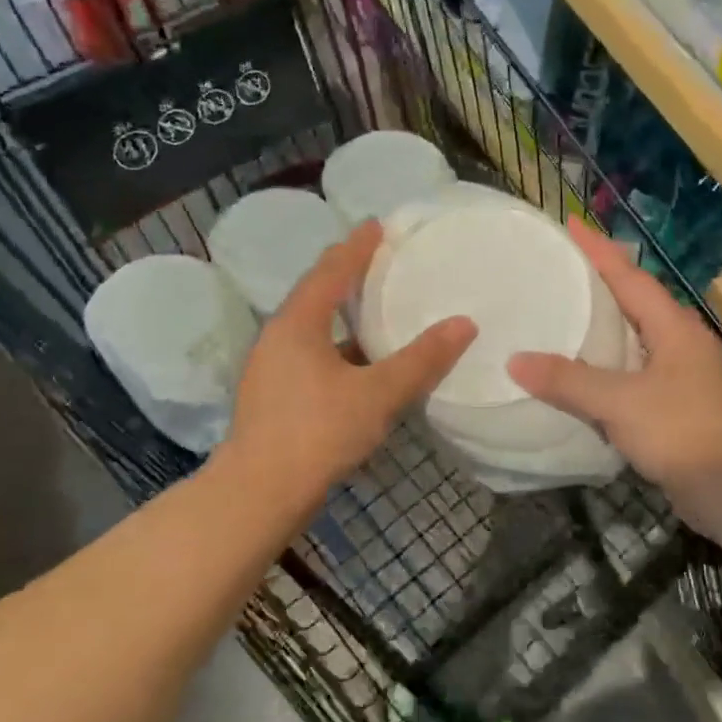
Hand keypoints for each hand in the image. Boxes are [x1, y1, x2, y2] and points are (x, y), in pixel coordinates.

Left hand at [227, 220, 475, 506]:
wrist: (257, 496)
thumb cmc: (316, 434)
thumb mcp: (377, 394)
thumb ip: (421, 360)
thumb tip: (464, 324)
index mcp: (298, 323)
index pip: (331, 270)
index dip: (357, 246)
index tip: (379, 225)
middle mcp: (279, 336)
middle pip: (318, 292)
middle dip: (348, 273)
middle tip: (382, 258)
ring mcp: (272, 367)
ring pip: (314, 325)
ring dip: (343, 311)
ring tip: (378, 304)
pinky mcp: (275, 394)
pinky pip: (312, 351)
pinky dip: (339, 344)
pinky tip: (364, 360)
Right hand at [508, 219, 721, 534]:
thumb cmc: (680, 430)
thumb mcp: (619, 403)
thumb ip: (568, 381)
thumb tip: (516, 361)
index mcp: (673, 326)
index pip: (629, 276)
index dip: (599, 249)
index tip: (571, 223)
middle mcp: (681, 339)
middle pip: (636, 297)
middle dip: (602, 278)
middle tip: (562, 265)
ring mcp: (684, 369)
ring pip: (638, 331)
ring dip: (607, 317)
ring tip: (569, 307)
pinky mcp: (679, 398)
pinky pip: (638, 363)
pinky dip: (612, 355)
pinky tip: (589, 365)